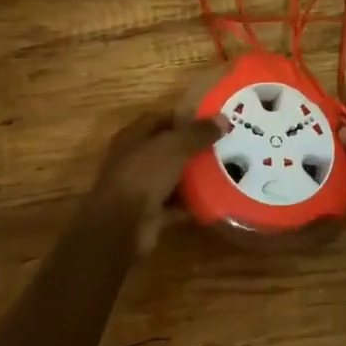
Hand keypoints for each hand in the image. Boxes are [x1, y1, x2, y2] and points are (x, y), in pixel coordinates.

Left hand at [85, 109, 224, 252]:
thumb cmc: (144, 175)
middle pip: (167, 149)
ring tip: (224, 170)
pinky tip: (215, 199)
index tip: (211, 122)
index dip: (185, 118)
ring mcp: (140, 187)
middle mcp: (134, 160)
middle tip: (223, 146)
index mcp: (133, 137)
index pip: (160, 119)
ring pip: (171, 176)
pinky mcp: (148, 213)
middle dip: (193, 147)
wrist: (121, 227)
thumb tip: (223, 119)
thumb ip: (198, 132)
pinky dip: (191, 202)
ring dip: (194, 176)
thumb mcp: (174, 147)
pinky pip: (174, 203)